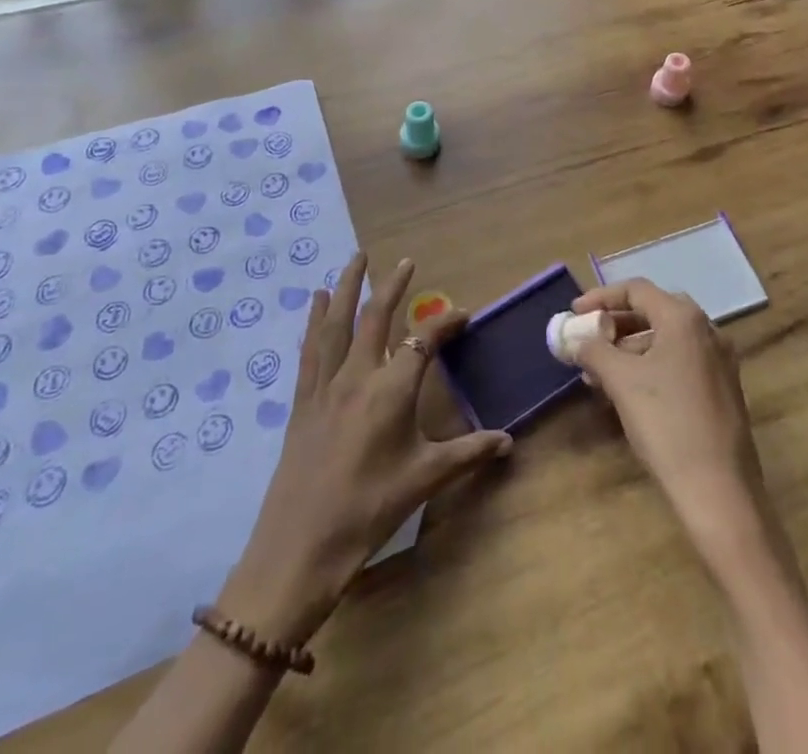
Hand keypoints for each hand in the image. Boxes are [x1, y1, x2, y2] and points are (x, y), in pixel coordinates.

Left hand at [217, 253, 511, 644]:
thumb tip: (509, 441)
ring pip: (336, 323)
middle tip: (405, 261)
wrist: (298, 549)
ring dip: (346, 287)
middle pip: (375, 317)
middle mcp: (357, 376)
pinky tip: (315, 302)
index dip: (445, 323)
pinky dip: (314, 320)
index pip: (423, 342)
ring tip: (355, 259)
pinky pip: (309, 349)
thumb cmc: (368, 511)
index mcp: (391, 391)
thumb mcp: (424, 480)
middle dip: (392, 286)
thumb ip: (468, 453)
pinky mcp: (302, 402)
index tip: (463, 315)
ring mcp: (325, 387)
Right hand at [572, 278, 768, 557]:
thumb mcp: (621, 381)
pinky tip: (630, 393)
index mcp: (684, 318)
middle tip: (588, 341)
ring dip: (631, 349)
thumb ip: (594, 350)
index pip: (636, 290)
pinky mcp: (723, 389)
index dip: (601, 297)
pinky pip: (680, 362)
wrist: (719, 491)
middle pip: (653, 311)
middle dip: (616, 325)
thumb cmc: (667, 424)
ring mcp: (720, 360)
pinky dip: (652, 366)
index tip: (574, 313)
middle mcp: (707, 330)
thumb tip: (576, 338)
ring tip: (601, 375)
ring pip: (666, 340)